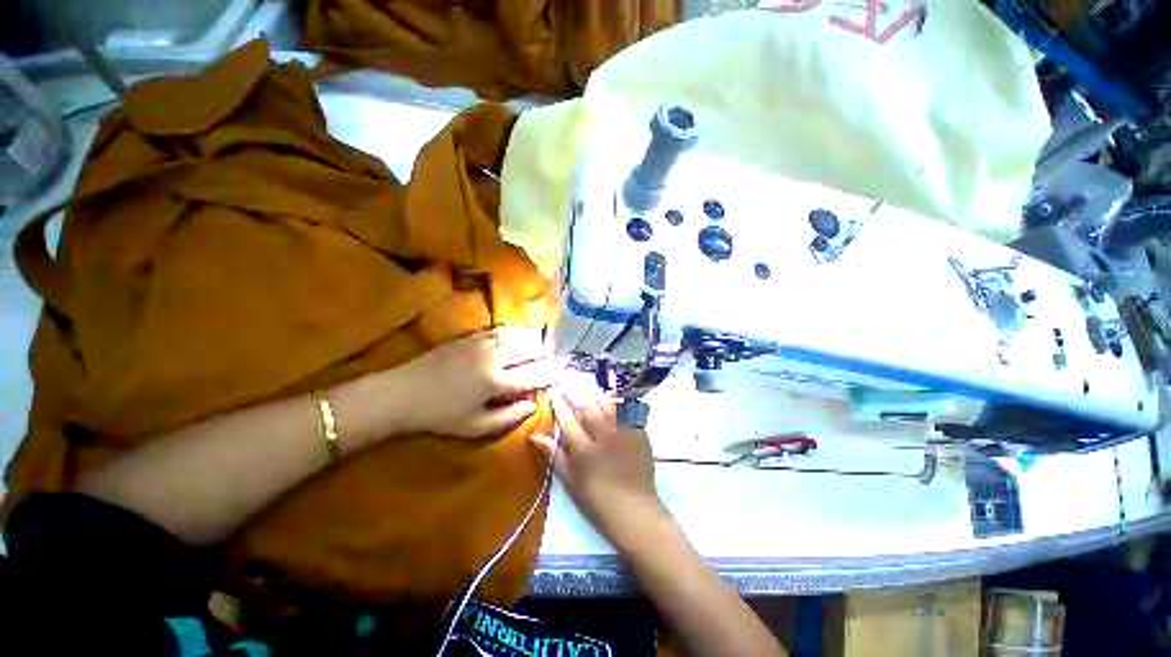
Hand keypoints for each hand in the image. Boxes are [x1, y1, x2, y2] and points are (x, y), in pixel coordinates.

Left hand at [388, 327, 559, 437]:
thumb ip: (509, 417)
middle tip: (554, 360)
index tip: (560, 375)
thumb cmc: (441, 415)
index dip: (550, 375)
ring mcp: (482, 343)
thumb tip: (535, 405)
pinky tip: (521, 334)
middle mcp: (495, 358)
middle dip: (546, 355)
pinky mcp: (471, 336)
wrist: (404, 392)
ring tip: (543, 345)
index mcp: (496, 382)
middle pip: (530, 351)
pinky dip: (515, 332)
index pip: (534, 376)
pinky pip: (500, 329)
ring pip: (518, 336)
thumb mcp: (476, 426)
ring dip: (534, 341)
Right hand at [530, 379, 671, 552]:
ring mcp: (624, 433)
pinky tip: (609, 397)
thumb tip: (536, 436)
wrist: (635, 511)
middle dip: (575, 392)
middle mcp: (604, 438)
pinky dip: (616, 402)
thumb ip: (555, 455)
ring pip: (608, 404)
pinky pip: (627, 410)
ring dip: (595, 392)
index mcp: (585, 452)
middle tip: (567, 381)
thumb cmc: (597, 501)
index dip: (559, 405)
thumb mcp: (571, 481)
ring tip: (586, 384)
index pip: (568, 421)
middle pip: (588, 408)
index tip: (553, 393)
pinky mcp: (639, 433)